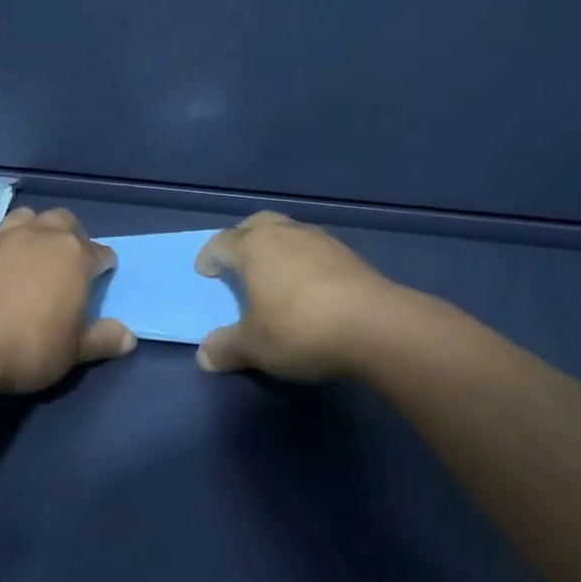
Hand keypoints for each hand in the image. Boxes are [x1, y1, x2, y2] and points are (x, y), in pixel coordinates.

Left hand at [0, 207, 134, 393]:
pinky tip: (1, 270)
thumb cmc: (28, 345)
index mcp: (74, 256)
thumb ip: (101, 340)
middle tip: (70, 262)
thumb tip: (129, 337)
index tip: (103, 278)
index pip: (101, 253)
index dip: (104, 266)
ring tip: (35, 255)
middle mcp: (42, 236)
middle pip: (65, 222)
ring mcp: (4, 238)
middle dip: (73, 236)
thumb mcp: (72, 352)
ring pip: (29, 217)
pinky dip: (6, 247)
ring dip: (37, 230)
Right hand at [194, 212, 393, 381]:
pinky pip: (315, 249)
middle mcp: (285, 233)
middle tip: (238, 261)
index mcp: (254, 247)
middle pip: (256, 224)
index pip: (222, 242)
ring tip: (275, 274)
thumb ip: (227, 348)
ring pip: (289, 232)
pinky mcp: (350, 255)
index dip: (210, 257)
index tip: (205, 271)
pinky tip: (309, 287)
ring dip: (277, 248)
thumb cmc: (301, 328)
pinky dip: (304, 261)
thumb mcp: (255, 347)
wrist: (376, 327)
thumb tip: (204, 357)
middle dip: (243, 238)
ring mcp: (321, 240)